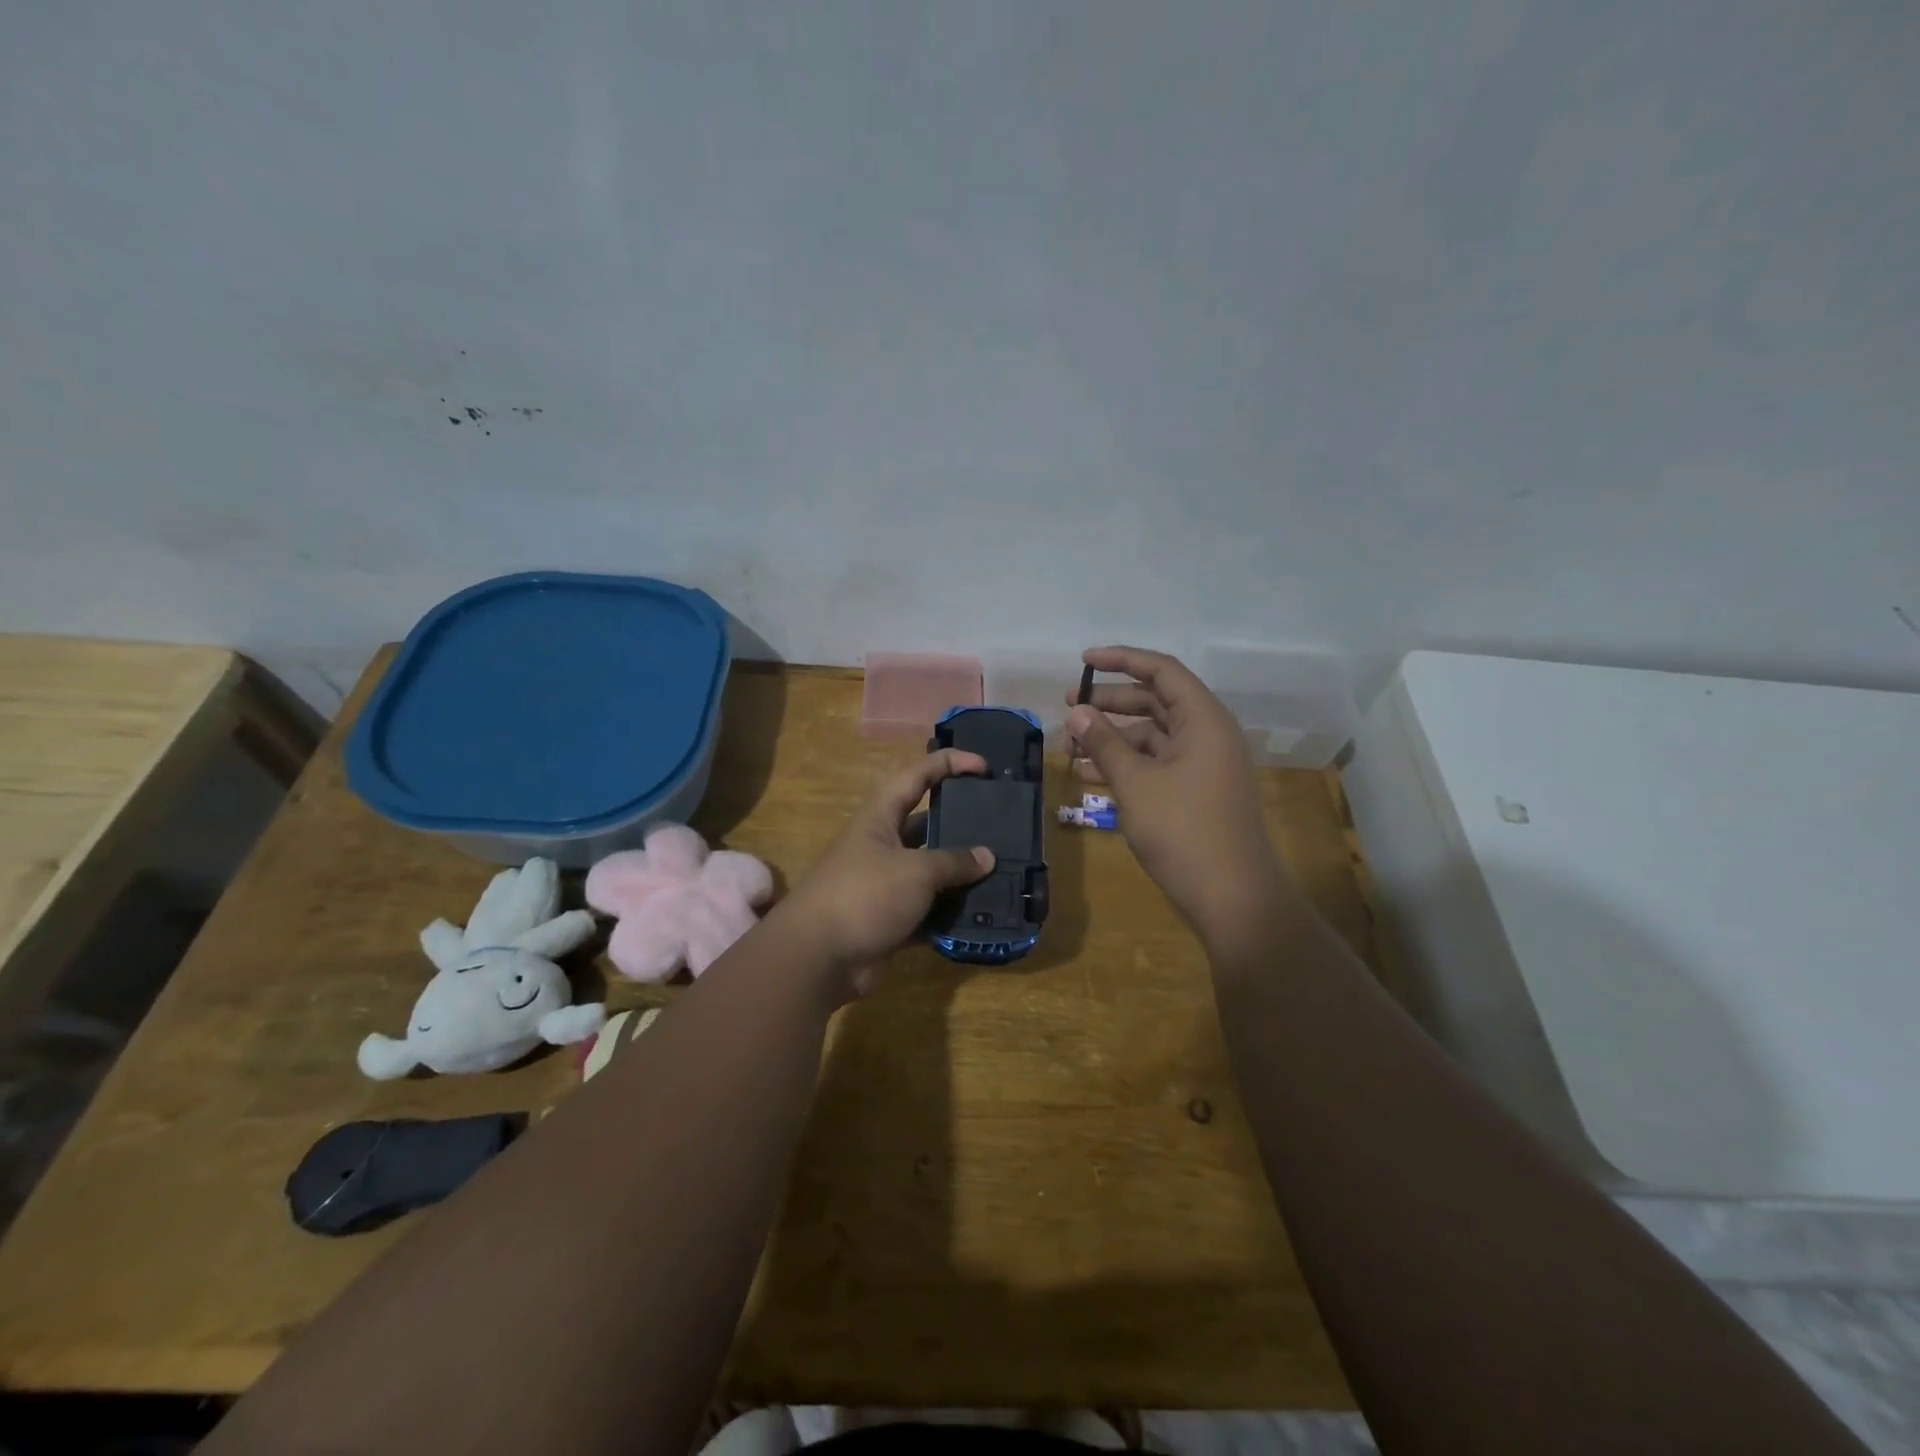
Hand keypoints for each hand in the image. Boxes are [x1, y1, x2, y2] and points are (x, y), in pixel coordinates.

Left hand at [777, 749, 996, 1000]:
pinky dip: (951, 913)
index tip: (985, 768)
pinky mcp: (891, 921)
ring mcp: (886, 885)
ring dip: (961, 874)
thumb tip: (987, 857)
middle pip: (928, 825)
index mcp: (880, 817)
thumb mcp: (915, 870)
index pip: (917, 776)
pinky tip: (984, 915)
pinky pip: (929, 911)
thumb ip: (953, 861)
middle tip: (1001, 826)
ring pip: (932, 872)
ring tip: (1003, 872)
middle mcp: (882, 846)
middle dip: (962, 824)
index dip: (949, 764)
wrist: (817, 958)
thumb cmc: (864, 895)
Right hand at [1067, 646, 1289, 943]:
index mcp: (1204, 720)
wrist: (1233, 898)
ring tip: (1072, 747)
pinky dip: (1128, 763)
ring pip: (1154, 735)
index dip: (1121, 659)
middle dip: (1111, 702)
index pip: (1161, 670)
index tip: (1083, 661)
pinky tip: (1093, 776)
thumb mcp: (1136, 784)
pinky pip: (1158, 763)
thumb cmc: (1184, 832)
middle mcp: (1209, 734)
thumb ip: (1104, 743)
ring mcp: (1205, 765)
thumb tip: (1077, 712)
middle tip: (1069, 707)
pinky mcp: (1198, 791)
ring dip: (1114, 737)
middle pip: (1155, 701)